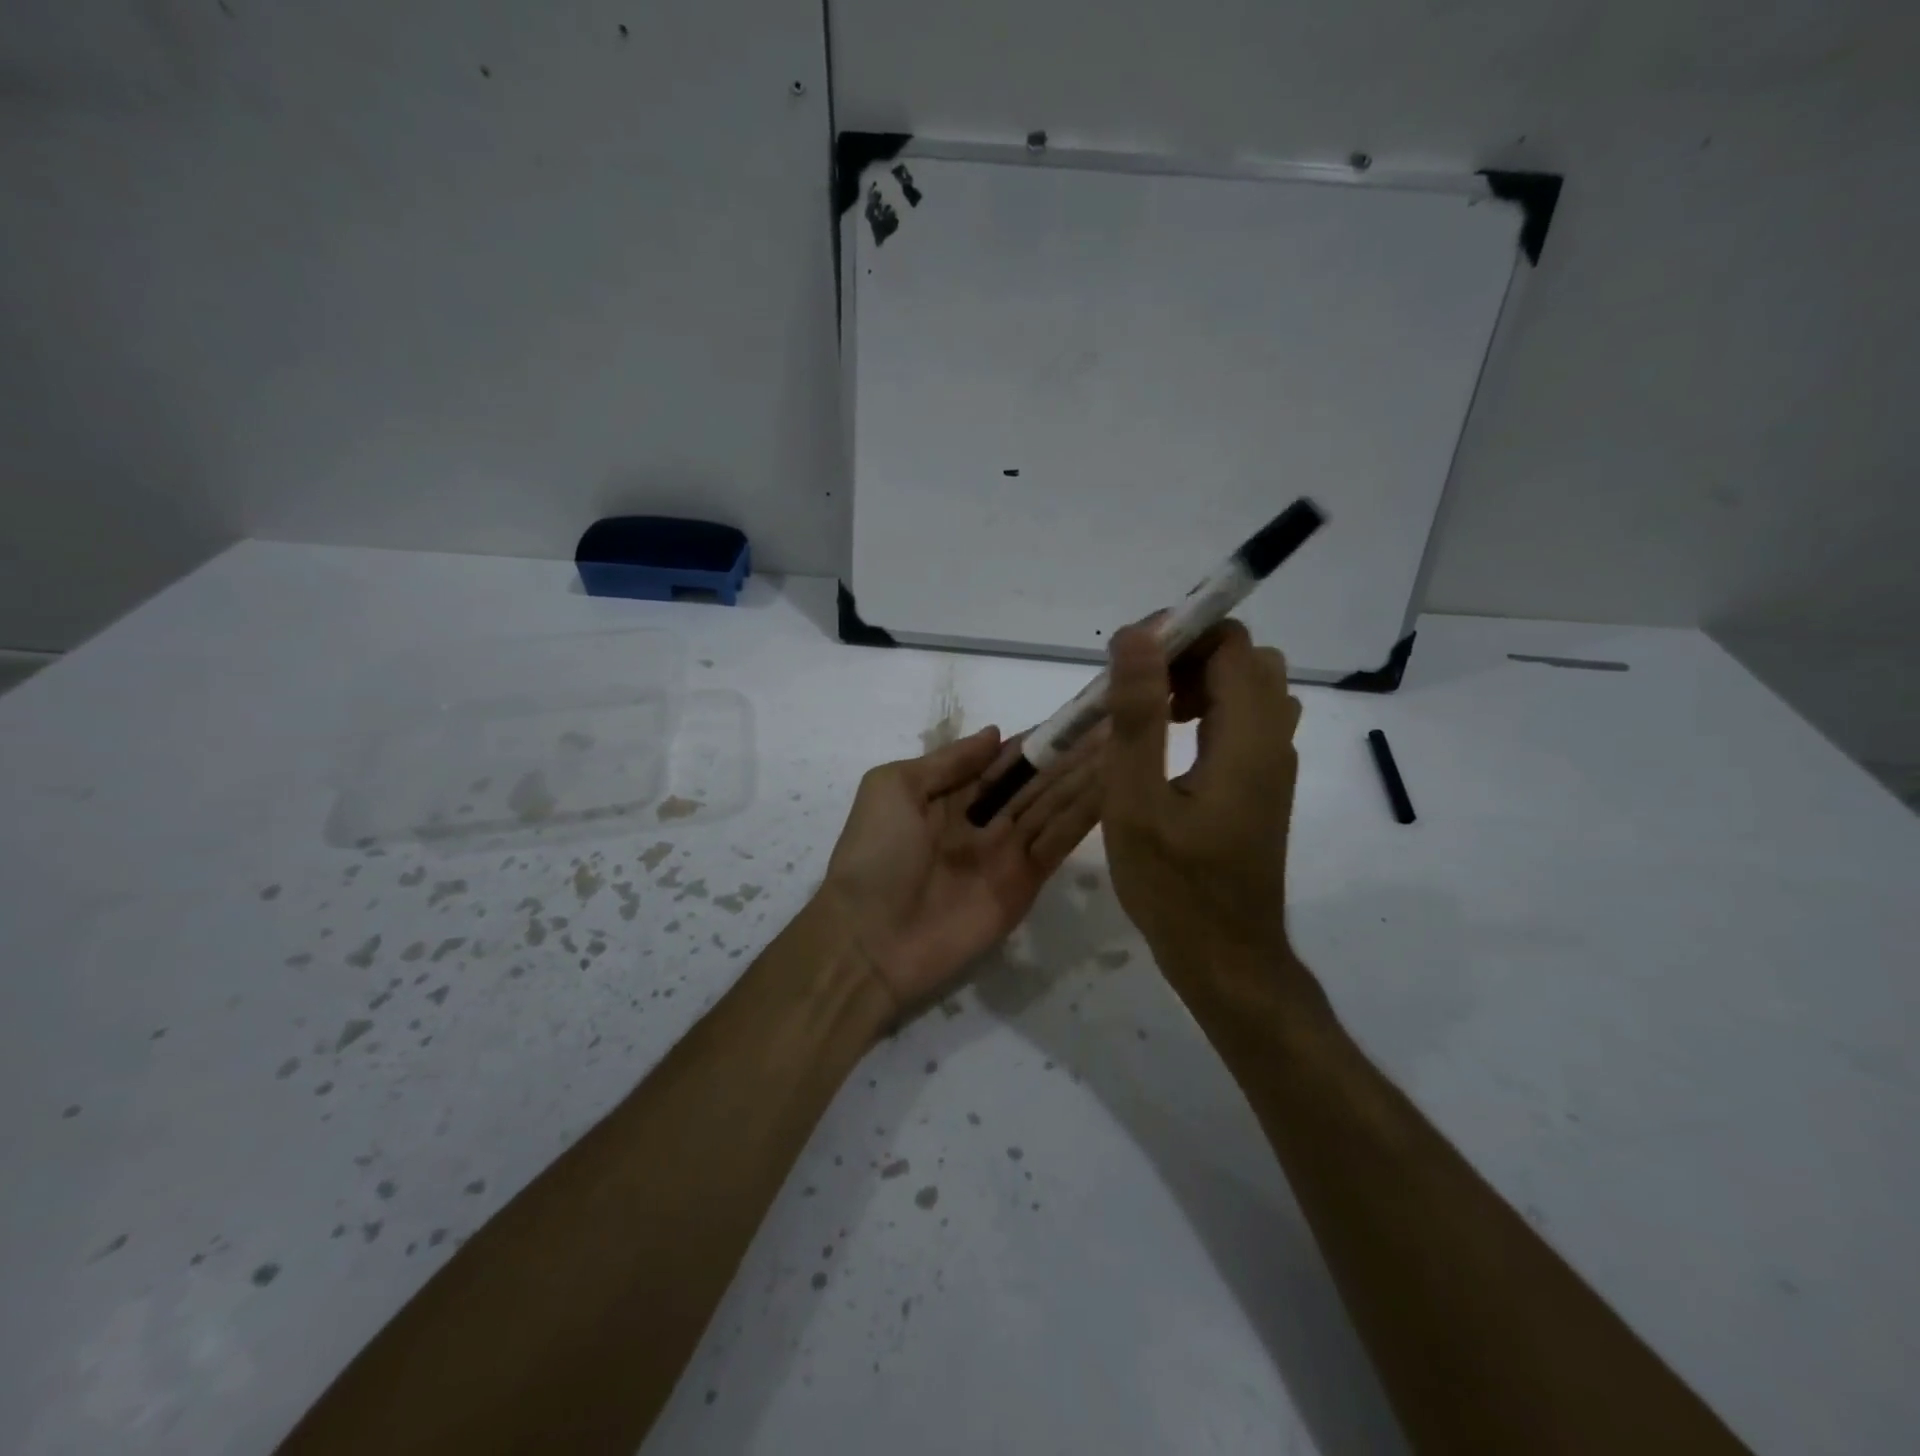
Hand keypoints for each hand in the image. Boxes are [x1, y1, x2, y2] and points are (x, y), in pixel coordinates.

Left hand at [819, 726, 1102, 1010]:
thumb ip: (947, 761)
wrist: (870, 942)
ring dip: (1087, 776)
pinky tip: (1115, 786)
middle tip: (1118, 721)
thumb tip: (996, 732)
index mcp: (950, 793)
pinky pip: (1059, 841)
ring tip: (1125, 744)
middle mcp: (984, 818)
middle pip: (1036, 779)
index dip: (1038, 737)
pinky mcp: (1026, 883)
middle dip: (1072, 752)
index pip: (1004, 759)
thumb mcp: (894, 788)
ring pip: (1054, 805)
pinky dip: (1086, 815)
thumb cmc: (875, 854)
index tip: (1077, 713)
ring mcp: (1007, 851)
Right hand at [1102, 619, 1300, 980]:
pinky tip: (1166, 747)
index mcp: (1248, 736)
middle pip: (1243, 659)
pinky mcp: (1262, 784)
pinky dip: (1205, 711)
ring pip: (1245, 689)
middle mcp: (1273, 739)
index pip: (1231, 643)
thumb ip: (1138, 715)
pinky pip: (1242, 721)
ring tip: (1146, 715)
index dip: (1179, 633)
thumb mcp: (1137, 801)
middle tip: (1133, 690)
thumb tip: (1138, 635)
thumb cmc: (1174, 887)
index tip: (1126, 658)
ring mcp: (1272, 763)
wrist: (1226, 958)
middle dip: (1185, 655)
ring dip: (1195, 683)